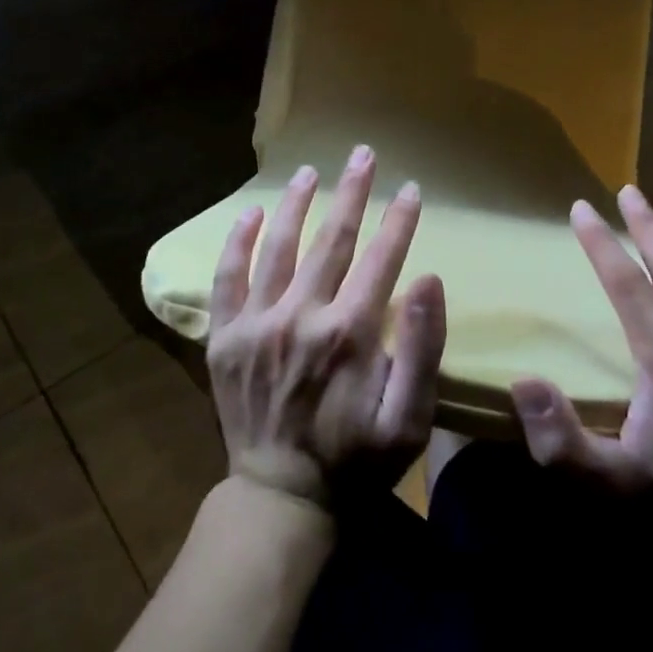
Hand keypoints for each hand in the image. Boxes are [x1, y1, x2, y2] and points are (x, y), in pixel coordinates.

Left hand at [206, 145, 446, 506]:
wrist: (282, 497)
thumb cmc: (357, 460)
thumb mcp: (411, 419)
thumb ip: (424, 349)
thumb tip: (429, 279)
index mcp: (350, 333)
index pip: (382, 258)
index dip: (399, 220)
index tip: (411, 189)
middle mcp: (301, 316)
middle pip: (332, 239)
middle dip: (353, 192)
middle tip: (363, 154)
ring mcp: (256, 324)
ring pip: (278, 246)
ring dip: (296, 203)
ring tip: (309, 170)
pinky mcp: (223, 338)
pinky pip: (227, 278)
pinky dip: (237, 242)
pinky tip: (249, 213)